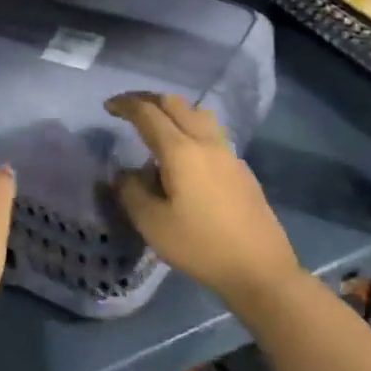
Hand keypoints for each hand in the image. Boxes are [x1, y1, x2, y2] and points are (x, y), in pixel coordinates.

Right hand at [106, 92, 298, 312]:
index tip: (108, 107)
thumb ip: (131, 192)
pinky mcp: (241, 169)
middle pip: (175, 104)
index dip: (126, 104)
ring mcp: (227, 154)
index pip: (148, 113)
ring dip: (173, 110)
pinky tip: (185, 156)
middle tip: (129, 108)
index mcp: (180, 150)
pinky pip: (210, 133)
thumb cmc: (201, 246)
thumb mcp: (153, 224)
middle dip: (148, 99)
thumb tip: (123, 174)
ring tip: (158, 126)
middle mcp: (205, 142)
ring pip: (197, 114)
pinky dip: (190, 129)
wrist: (261, 271)